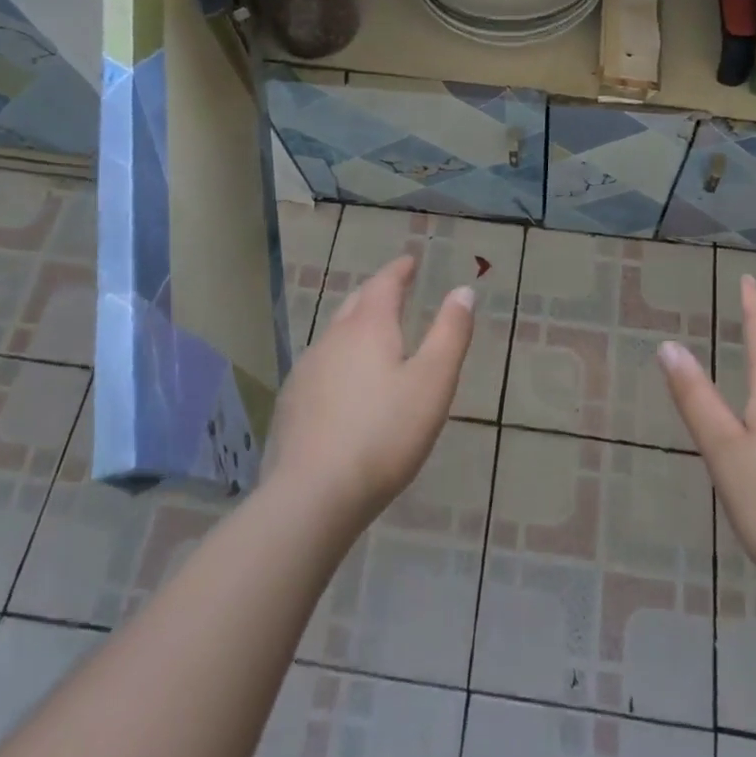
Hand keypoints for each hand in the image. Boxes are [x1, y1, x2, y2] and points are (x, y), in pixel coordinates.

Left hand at [262, 254, 472, 537]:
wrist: (312, 496)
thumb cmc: (384, 434)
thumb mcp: (433, 382)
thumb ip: (450, 333)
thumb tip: (463, 290)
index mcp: (369, 327)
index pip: (385, 283)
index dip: (399, 269)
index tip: (410, 261)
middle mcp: (333, 338)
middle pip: (356, 303)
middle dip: (377, 292)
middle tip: (395, 290)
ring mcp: (307, 370)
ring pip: (335, 333)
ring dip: (357, 325)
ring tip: (374, 334)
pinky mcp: (292, 403)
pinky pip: (321, 364)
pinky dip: (340, 358)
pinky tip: (345, 383)